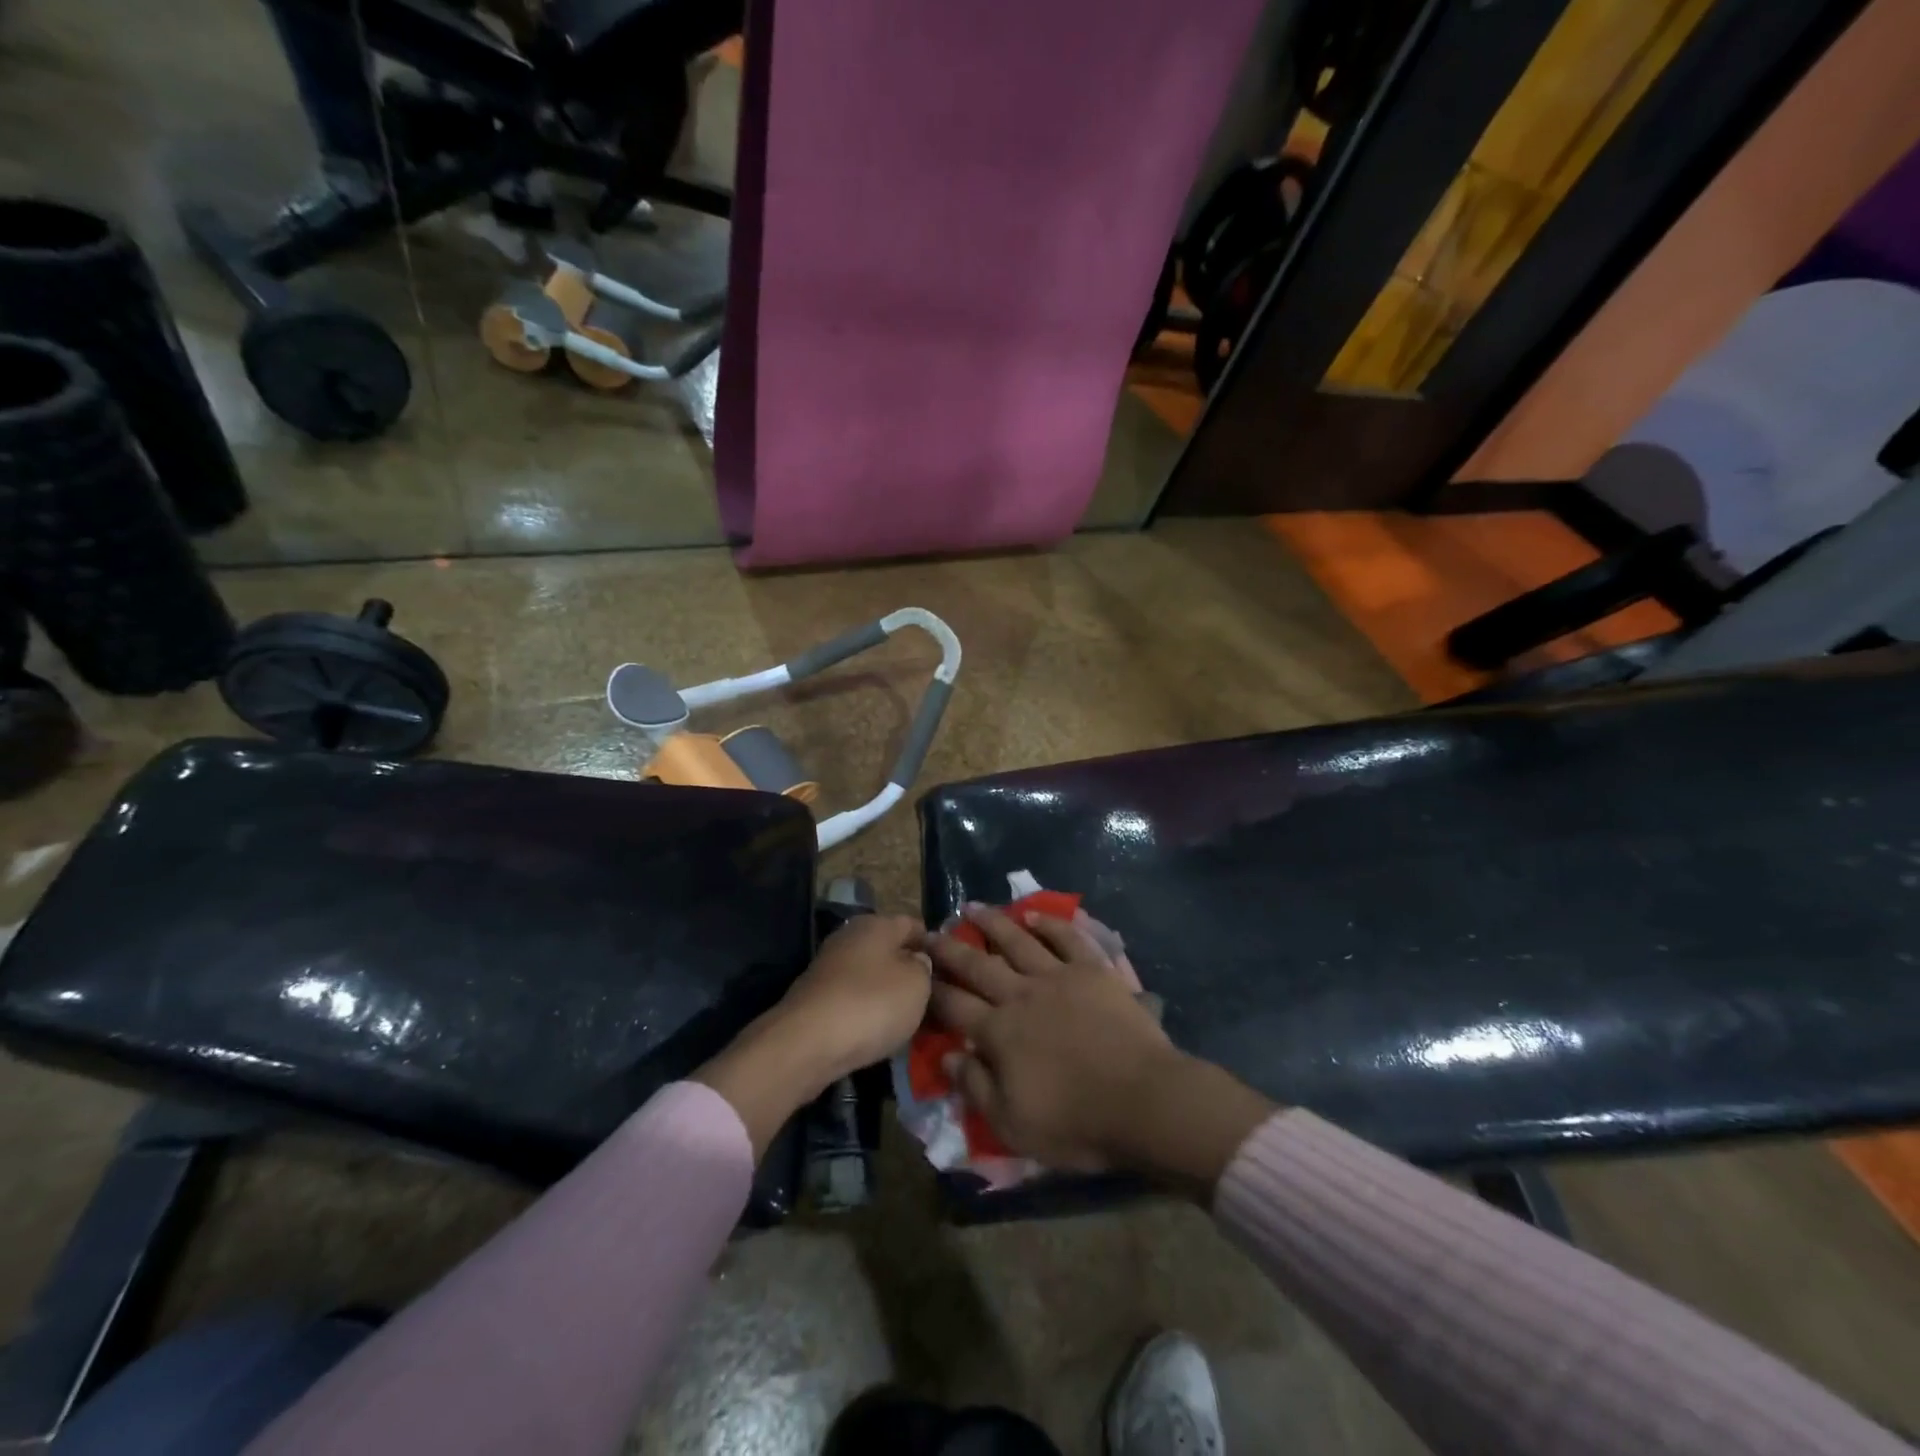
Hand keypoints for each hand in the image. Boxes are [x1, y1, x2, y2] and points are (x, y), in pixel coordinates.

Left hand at [695, 914, 929, 1159]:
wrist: (807, 1043)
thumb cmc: (872, 1004)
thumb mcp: (918, 984)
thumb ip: (925, 967)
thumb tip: (918, 961)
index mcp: (877, 923)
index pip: (914, 925)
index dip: (934, 946)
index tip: (951, 972)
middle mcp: (850, 936)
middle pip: (890, 950)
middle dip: (910, 972)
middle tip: (934, 999)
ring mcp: (830, 967)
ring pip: (872, 976)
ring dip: (889, 995)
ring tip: (911, 1020)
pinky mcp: (817, 997)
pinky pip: (854, 999)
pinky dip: (868, 1012)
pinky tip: (879, 1032)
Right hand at [926, 905, 1272, 1196]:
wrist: (1144, 1100)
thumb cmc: (1077, 1122)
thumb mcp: (1013, 1125)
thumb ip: (976, 1088)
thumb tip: (947, 1058)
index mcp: (999, 1034)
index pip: (955, 1006)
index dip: (933, 989)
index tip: (916, 972)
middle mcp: (1021, 996)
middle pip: (978, 966)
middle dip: (950, 948)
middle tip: (931, 931)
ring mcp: (1058, 977)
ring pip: (1018, 941)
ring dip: (993, 923)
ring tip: (974, 907)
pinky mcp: (1093, 970)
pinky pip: (1066, 938)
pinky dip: (1049, 923)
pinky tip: (1034, 913)